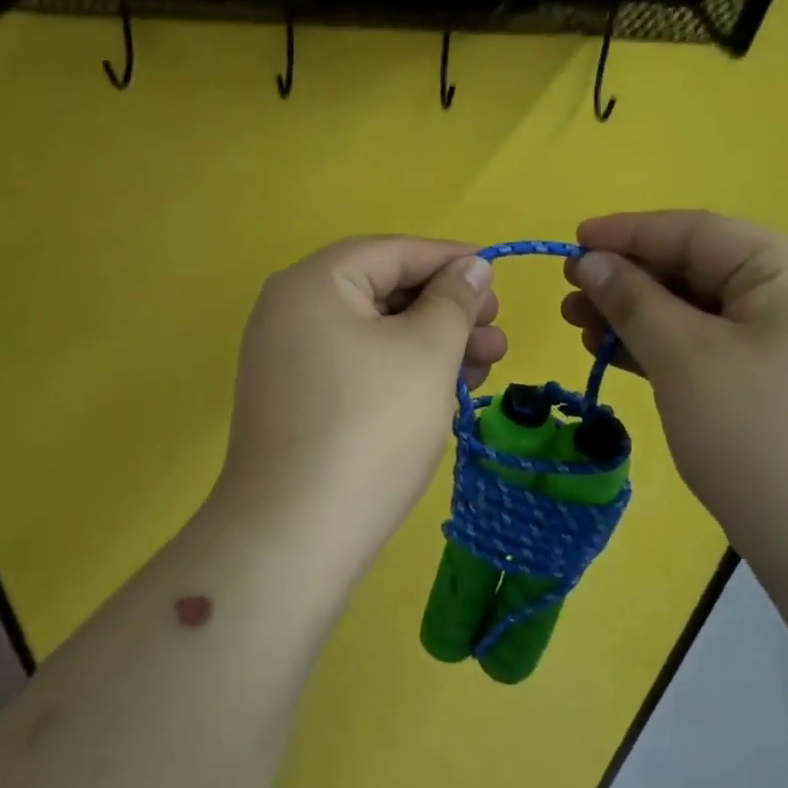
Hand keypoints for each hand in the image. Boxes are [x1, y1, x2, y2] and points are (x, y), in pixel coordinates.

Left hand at [217, 238, 505, 560]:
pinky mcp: (296, 401)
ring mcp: (288, 359)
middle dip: (447, 311)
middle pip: (383, 292)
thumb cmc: (370, 426)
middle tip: (497, 334)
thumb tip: (472, 266)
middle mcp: (291, 310)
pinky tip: (447, 391)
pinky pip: (358, 367)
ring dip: (433, 345)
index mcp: (314, 282)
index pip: (393, 252)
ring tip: (486, 367)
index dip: (451, 260)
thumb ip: (455, 299)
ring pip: (375, 334)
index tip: (499, 276)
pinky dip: (403, 372)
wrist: (294, 534)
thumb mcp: (427, 352)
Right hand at [561, 212, 787, 554]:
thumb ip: (632, 300)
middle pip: (698, 269)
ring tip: (581, 328)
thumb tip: (589, 262)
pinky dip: (665, 345)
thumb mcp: (683, 357)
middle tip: (570, 297)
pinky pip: (713, 345)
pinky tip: (618, 354)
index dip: (628, 233)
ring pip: (701, 310)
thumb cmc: (755, 435)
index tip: (572, 242)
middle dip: (629, 280)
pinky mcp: (780, 381)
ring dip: (639, 315)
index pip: (697, 232)